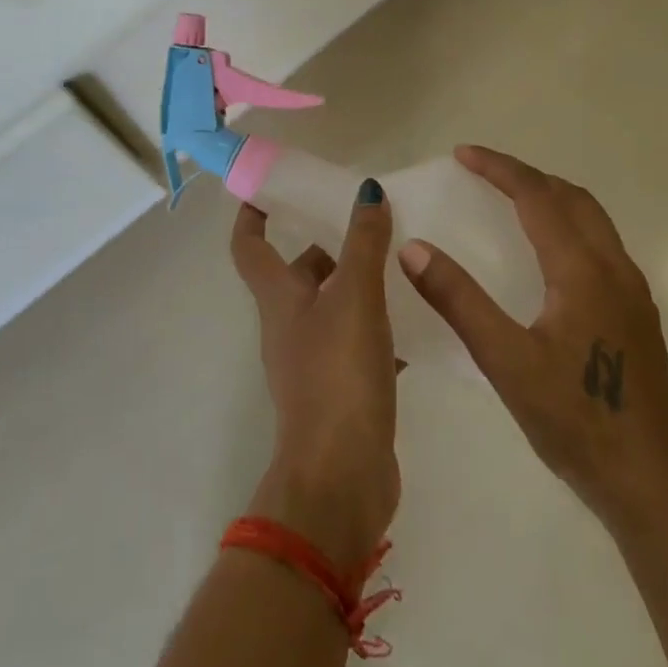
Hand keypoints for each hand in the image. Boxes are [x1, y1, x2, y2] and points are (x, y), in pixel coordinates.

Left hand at [232, 182, 399, 569]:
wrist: (340, 477)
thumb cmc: (339, 375)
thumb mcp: (356, 299)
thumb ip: (363, 244)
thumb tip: (367, 191)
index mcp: (280, 300)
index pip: (250, 247)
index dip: (252, 215)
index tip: (270, 188)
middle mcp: (289, 326)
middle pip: (299, 274)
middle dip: (326, 245)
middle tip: (368, 221)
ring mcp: (313, 362)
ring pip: (333, 308)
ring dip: (358, 285)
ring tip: (402, 263)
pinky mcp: (341, 391)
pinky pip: (358, 345)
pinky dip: (381, 329)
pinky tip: (417, 324)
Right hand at [398, 147, 667, 534]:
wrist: (653, 485)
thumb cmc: (576, 421)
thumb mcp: (506, 361)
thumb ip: (459, 300)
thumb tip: (413, 248)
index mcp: (583, 271)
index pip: (537, 197)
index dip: (499, 169)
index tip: (462, 154)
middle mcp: (614, 269)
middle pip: (572, 198)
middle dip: (527, 176)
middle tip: (483, 174)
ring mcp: (633, 293)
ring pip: (593, 220)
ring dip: (552, 198)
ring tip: (511, 202)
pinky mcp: (638, 315)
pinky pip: (601, 245)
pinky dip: (569, 225)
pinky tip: (548, 257)